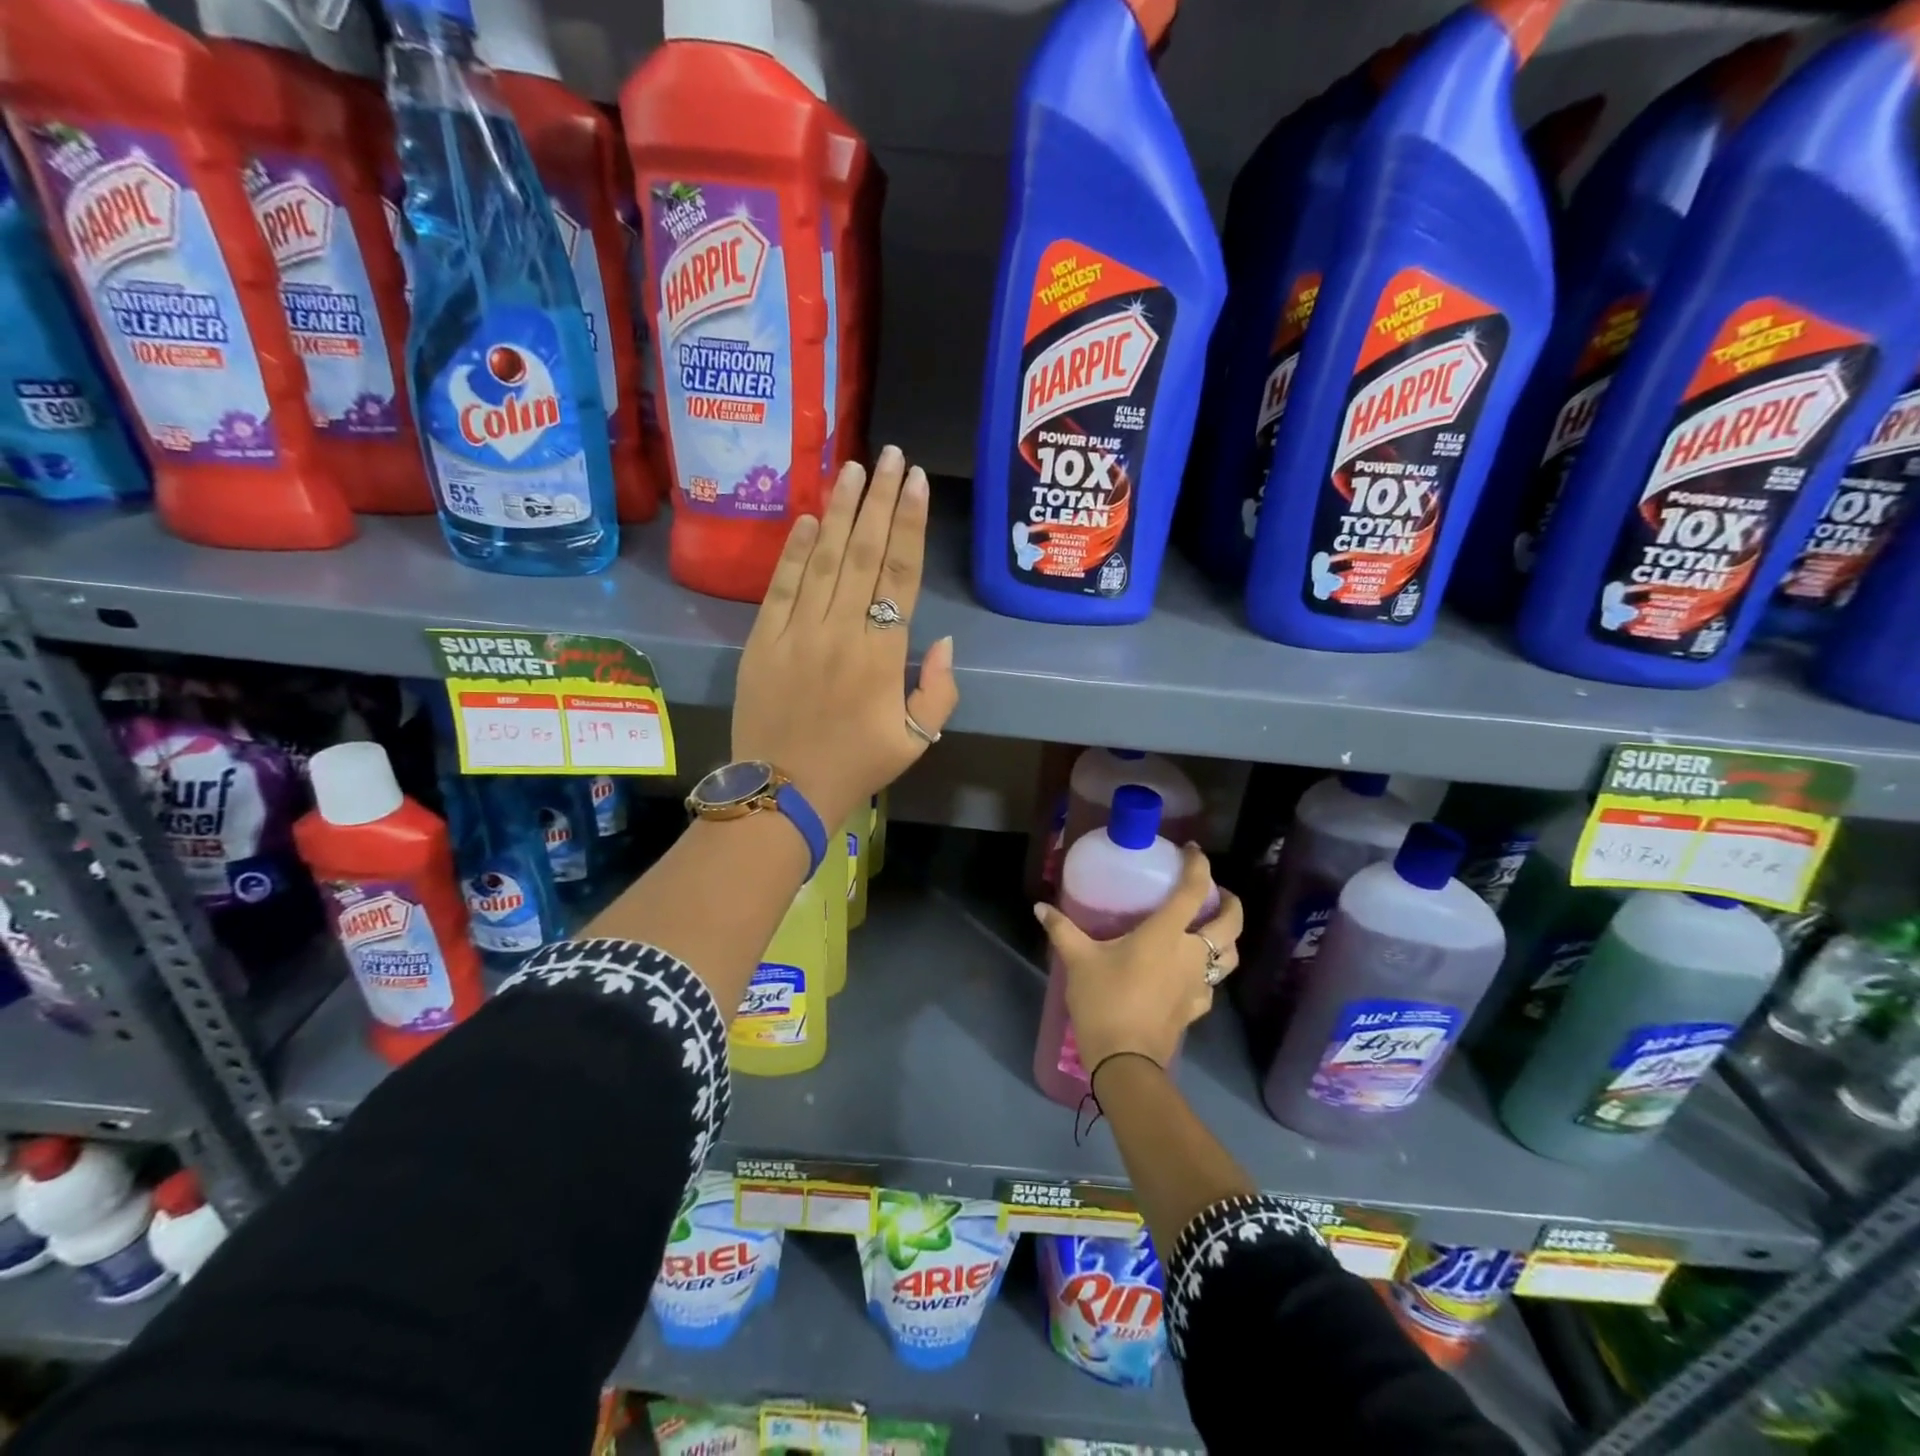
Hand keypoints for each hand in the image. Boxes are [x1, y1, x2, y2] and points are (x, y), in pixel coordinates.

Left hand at [732, 447, 959, 829]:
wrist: (782, 792)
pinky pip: (781, 585)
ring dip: (841, 511)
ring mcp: (797, 632)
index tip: (917, 482)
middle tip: (890, 456)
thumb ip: (939, 691)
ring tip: (854, 468)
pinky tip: (809, 518)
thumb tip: (941, 641)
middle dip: (880, 500)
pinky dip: (795, 550)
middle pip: (864, 553)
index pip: (900, 575)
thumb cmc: (855, 767)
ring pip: (824, 559)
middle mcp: (840, 631)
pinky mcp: (762, 640)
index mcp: (882, 655)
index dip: (911, 524)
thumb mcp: (917, 740)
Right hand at [1034, 846, 1242, 1075]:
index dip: (1198, 865)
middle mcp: (1191, 954)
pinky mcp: (1197, 1008)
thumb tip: (1040, 907)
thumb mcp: (1078, 961)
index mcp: (1166, 934)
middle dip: (1231, 902)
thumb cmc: (1104, 1001)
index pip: (1193, 891)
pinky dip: (1209, 971)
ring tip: (1212, 929)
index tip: (1192, 850)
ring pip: (1230, 955)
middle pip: (1230, 923)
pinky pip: (1212, 983)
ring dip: (1228, 938)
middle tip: (1216, 892)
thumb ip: (1062, 930)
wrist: (1125, 1060)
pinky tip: (1191, 971)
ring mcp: (1199, 983)